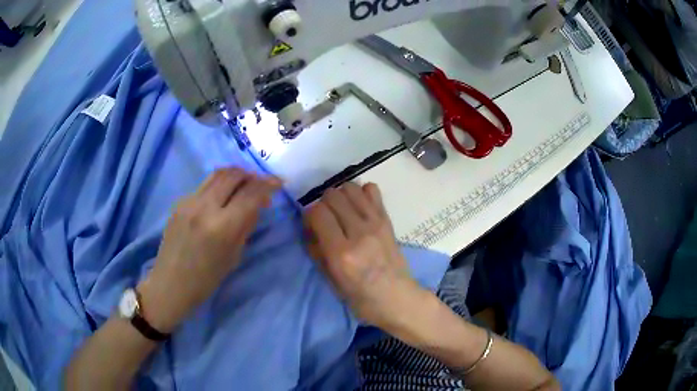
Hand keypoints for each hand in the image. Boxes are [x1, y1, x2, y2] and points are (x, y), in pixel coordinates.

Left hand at [138, 168, 281, 332]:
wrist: (171, 283)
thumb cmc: (206, 279)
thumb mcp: (234, 256)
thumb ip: (246, 226)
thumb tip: (257, 204)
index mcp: (222, 227)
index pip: (251, 194)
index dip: (268, 184)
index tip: (278, 183)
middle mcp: (205, 207)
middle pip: (233, 175)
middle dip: (252, 175)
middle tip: (260, 184)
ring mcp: (189, 202)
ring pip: (217, 174)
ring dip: (235, 174)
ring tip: (244, 184)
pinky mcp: (179, 202)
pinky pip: (204, 185)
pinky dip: (219, 185)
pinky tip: (222, 197)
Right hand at [304, 183, 424, 329]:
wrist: (397, 298)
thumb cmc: (361, 298)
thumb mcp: (331, 281)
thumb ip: (317, 251)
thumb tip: (310, 228)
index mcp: (342, 253)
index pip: (318, 212)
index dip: (309, 216)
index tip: (311, 226)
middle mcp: (359, 233)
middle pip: (333, 195)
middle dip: (323, 204)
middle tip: (326, 219)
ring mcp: (376, 223)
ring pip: (350, 188)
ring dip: (340, 196)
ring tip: (341, 211)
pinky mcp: (387, 219)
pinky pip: (372, 190)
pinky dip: (361, 193)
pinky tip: (359, 208)